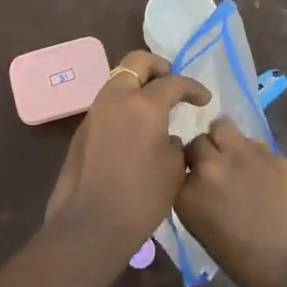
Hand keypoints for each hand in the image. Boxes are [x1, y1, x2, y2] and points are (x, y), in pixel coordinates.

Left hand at [44, 51, 210, 258]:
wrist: (90, 223)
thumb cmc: (141, 198)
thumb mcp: (174, 169)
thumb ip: (175, 142)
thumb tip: (168, 135)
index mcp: (144, 104)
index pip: (173, 82)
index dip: (193, 88)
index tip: (204, 100)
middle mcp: (116, 98)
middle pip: (137, 62)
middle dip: (159, 67)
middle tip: (173, 84)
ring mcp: (96, 111)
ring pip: (119, 80)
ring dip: (138, 84)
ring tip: (156, 106)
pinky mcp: (83, 128)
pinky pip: (108, 102)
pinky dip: (125, 104)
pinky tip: (136, 127)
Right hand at [178, 119, 286, 286]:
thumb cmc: (258, 272)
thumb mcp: (214, 240)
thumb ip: (205, 207)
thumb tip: (211, 195)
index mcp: (188, 198)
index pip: (175, 169)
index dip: (187, 173)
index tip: (197, 181)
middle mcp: (208, 170)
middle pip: (197, 143)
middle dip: (206, 152)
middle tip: (220, 168)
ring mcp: (240, 155)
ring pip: (221, 127)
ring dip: (225, 139)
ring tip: (239, 158)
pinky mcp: (270, 151)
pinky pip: (252, 141)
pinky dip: (254, 151)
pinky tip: (266, 170)